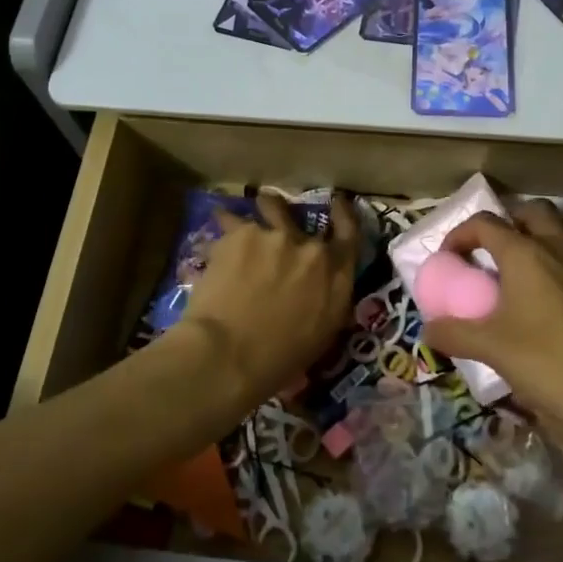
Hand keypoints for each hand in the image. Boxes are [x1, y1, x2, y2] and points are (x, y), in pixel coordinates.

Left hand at [182, 192, 359, 405]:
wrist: (230, 354)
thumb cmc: (279, 359)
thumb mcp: (321, 334)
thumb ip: (326, 299)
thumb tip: (317, 289)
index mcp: (337, 276)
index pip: (350, 232)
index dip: (343, 214)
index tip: (337, 202)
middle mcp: (311, 249)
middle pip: (303, 216)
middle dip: (290, 215)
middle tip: (278, 215)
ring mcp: (276, 236)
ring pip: (270, 205)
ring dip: (263, 207)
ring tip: (246, 214)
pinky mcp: (240, 233)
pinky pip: (230, 221)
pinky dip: (223, 228)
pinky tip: (213, 239)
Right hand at [421, 203, 562, 431]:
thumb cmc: (549, 362)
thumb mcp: (491, 349)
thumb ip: (455, 334)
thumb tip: (429, 329)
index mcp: (525, 254)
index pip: (485, 223)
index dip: (461, 235)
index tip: (449, 260)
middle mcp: (560, 250)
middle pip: (533, 213)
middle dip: (509, 222)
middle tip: (492, 251)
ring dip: (542, 242)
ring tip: (524, 275)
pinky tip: (562, 307)